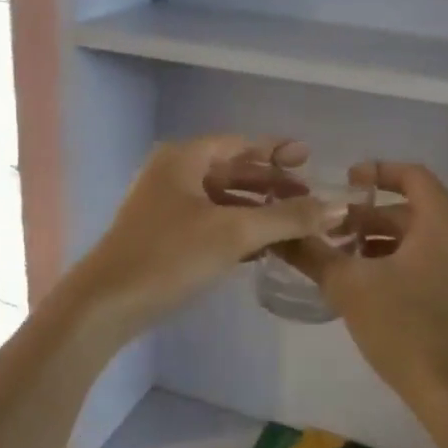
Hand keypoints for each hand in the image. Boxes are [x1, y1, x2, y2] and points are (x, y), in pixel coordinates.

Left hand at [73, 136, 333, 337]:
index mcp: (183, 158)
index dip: (276, 150)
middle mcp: (172, 174)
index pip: (239, 144)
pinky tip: (265, 247)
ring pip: (221, 199)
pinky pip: (210, 223)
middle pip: (231, 170)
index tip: (309, 158)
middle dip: (270, 183)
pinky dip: (237, 229)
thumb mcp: (234, 233)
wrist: (108, 303)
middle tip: (309, 196)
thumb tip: (339, 206)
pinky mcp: (164, 237)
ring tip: (295, 222)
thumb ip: (287, 218)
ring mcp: (165, 206)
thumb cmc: (169, 256)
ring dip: (257, 209)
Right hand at [283, 162, 447, 415]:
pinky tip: (371, 288)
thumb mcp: (349, 287)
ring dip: (382, 243)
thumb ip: (313, 254)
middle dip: (369, 217)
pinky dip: (401, 263)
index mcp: (445, 223)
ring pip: (422, 239)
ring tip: (344, 262)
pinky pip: (433, 262)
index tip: (344, 182)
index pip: (413, 175)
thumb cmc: (406, 329)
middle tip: (331, 232)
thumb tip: (279, 234)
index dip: (376, 172)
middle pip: (413, 210)